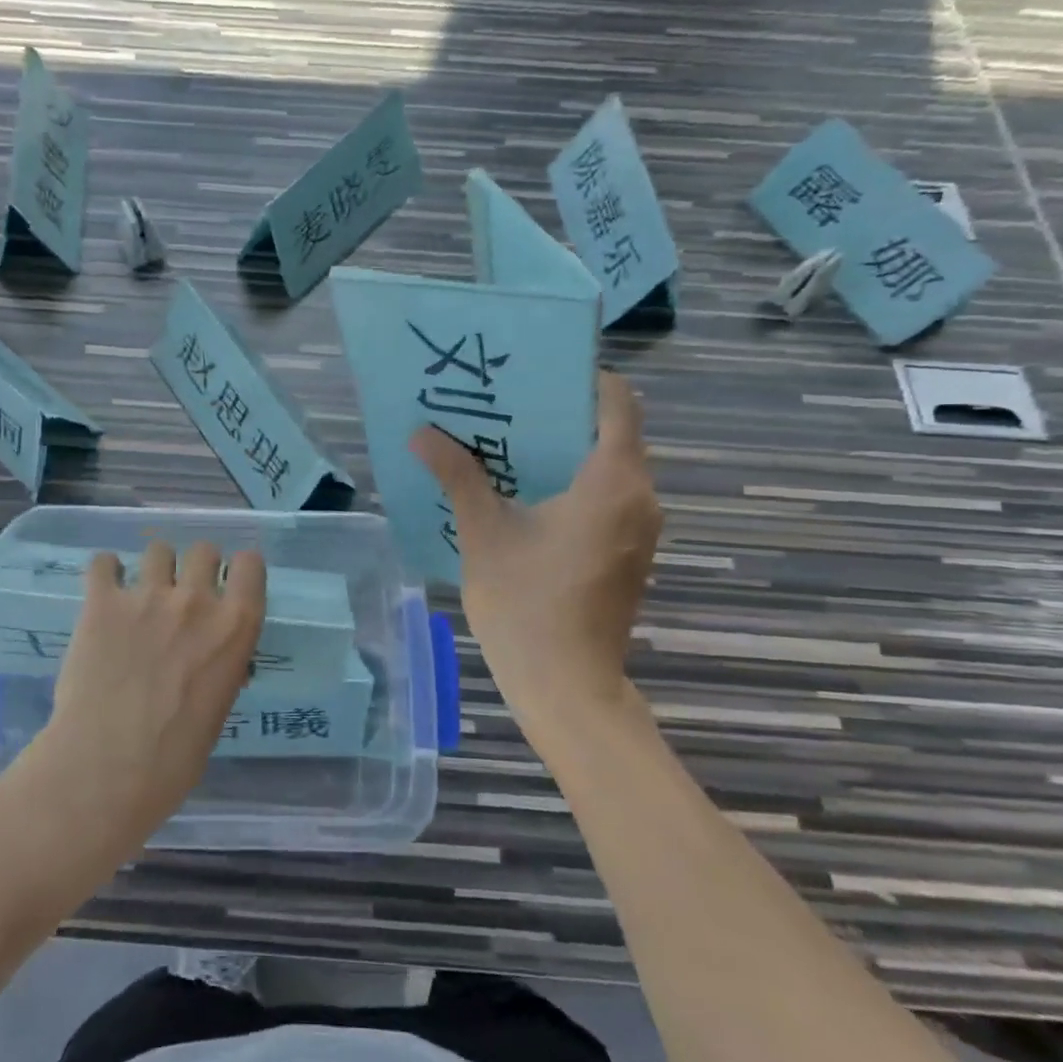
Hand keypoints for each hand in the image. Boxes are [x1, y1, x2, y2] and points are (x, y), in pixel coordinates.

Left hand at [19, 540, 265, 856]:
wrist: (109, 768)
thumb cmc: (175, 758)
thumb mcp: (218, 709)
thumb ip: (219, 668)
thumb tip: (210, 660)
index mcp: (236, 627)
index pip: (250, 564)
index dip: (238, 570)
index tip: (227, 585)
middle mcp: (197, 600)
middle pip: (204, 549)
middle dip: (195, 567)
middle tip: (180, 595)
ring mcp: (147, 596)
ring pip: (158, 549)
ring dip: (153, 568)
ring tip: (139, 593)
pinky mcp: (102, 603)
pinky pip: (103, 563)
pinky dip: (106, 571)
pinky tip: (104, 590)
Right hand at [413, 372, 660, 732]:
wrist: (565, 685)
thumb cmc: (526, 603)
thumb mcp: (484, 532)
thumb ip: (458, 476)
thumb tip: (422, 434)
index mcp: (613, 482)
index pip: (616, 403)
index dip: (581, 379)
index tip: (534, 376)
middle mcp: (640, 498)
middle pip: (610, 433)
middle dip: (561, 416)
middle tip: (505, 408)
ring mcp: (639, 530)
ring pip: (609, 468)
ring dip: (564, 453)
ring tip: (508, 446)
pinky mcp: (629, 554)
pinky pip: (607, 499)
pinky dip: (573, 485)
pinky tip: (525, 495)